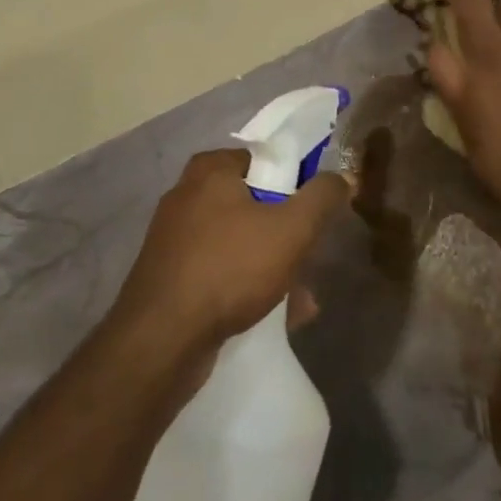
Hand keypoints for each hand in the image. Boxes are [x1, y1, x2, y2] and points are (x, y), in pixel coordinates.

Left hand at [110, 148, 351, 360]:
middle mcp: (187, 195)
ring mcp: (174, 238)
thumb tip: (339, 177)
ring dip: (272, 266)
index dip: (296, 183)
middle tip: (309, 258)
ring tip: (300, 300)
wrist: (161, 340)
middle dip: (287, 235)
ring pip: (239, 242)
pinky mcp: (169, 275)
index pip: (265, 160)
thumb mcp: (292, 228)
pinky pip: (220, 271)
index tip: (314, 213)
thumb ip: (322, 197)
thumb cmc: (230, 268)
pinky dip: (246, 286)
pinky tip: (274, 316)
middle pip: (254, 204)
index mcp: (210, 170)